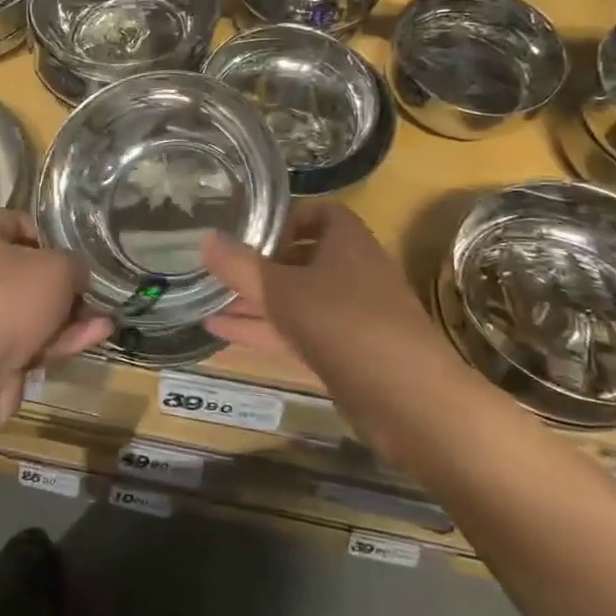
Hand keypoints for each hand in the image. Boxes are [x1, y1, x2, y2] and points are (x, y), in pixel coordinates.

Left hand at [0, 211, 110, 429]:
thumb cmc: (11, 299)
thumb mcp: (57, 268)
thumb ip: (75, 264)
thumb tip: (78, 274)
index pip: (13, 221)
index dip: (45, 229)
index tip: (72, 244)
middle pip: (27, 269)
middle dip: (64, 279)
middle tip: (93, 283)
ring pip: (35, 308)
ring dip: (71, 312)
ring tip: (107, 312)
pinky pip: (34, 338)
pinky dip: (63, 336)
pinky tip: (98, 334)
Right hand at [202, 203, 443, 376]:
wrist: (410, 401)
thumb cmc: (346, 325)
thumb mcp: (283, 291)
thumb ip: (240, 266)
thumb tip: (205, 238)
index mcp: (348, 243)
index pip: (320, 214)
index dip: (287, 218)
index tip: (251, 231)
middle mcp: (353, 273)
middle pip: (304, 259)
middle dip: (262, 264)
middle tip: (220, 269)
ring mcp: (351, 317)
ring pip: (297, 300)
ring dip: (257, 302)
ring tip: (207, 301)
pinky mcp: (346, 354)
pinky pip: (299, 333)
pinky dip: (265, 331)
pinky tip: (221, 333)